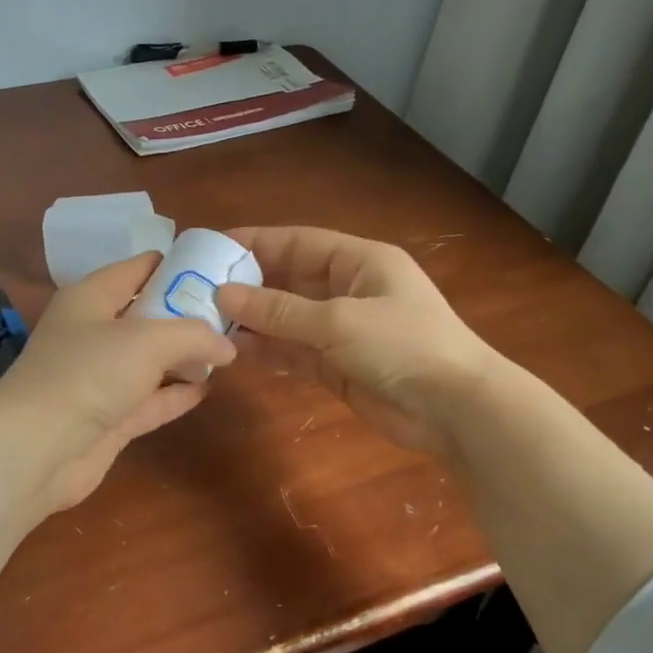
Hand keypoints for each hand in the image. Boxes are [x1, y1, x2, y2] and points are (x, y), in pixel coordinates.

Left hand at [0, 252, 235, 512]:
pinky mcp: (109, 418)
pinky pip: (150, 399)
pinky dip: (176, 393)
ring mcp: (100, 378)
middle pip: (148, 315)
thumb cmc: (88, 374)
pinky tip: (208, 388)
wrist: (37, 450)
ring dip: (185, 356)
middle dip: (188, 314)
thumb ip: (194, 335)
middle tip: (234, 314)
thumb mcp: (148, 340)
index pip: (138, 268)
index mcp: (91, 297)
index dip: (177, 265)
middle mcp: (94, 333)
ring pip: (151, 360)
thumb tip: (229, 346)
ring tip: (230, 350)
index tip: (218, 269)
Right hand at [217, 226, 493, 457]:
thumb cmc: (403, 346)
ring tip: (207, 322)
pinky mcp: (337, 365)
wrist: (455, 410)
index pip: (298, 242)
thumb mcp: (338, 322)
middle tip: (198, 289)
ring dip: (252, 321)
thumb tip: (223, 295)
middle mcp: (348, 290)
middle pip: (288, 279)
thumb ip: (279, 310)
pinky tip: (234, 352)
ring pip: (287, 318)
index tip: (211, 247)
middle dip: (248, 285)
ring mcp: (342, 329)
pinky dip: (267, 351)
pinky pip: (294, 351)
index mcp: (359, 262)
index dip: (255, 243)